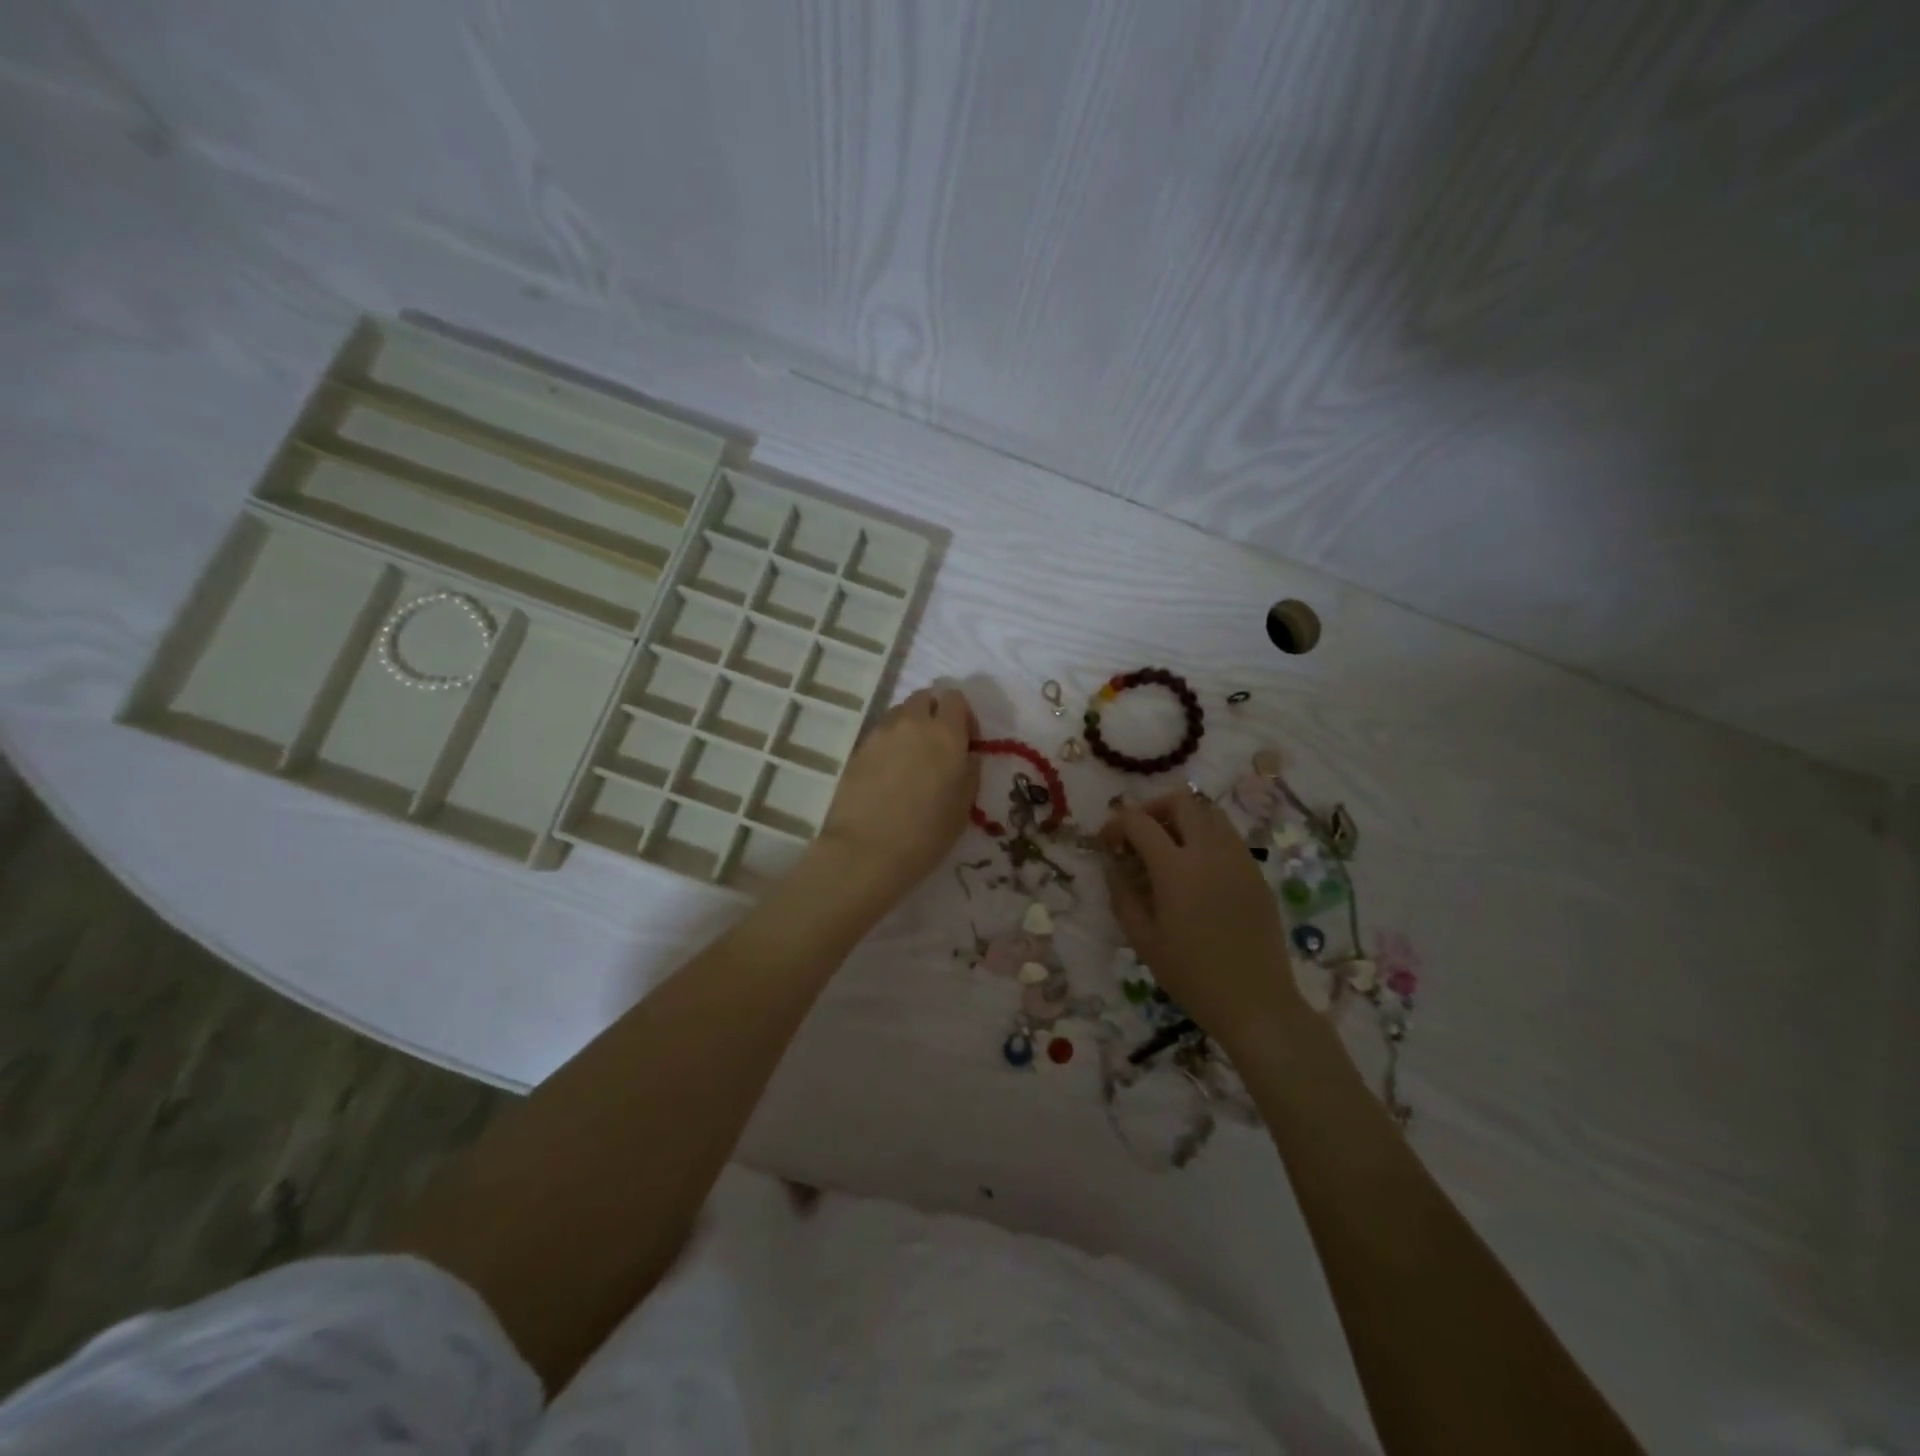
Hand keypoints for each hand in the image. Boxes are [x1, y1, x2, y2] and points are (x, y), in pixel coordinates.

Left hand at [815, 686, 977, 905]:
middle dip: (934, 714)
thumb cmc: (927, 833)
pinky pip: (880, 734)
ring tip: (911, 760)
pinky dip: (889, 744)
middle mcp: (913, 723)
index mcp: (946, 733)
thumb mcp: (964, 805)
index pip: (955, 698)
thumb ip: (969, 769)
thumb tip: (965, 754)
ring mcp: (881, 733)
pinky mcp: (858, 748)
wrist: (867, 850)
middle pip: (925, 697)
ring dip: (910, 726)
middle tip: (937, 747)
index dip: (963, 716)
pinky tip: (889, 774)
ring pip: (900, 713)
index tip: (965, 742)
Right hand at [1101, 791, 1301, 1037]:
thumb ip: (1122, 894)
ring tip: (1168, 847)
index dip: (1116, 824)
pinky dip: (1205, 836)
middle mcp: (1210, 852)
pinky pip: (1228, 836)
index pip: (1140, 822)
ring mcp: (1239, 859)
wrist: (1255, 1002)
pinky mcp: (1256, 873)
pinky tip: (1196, 868)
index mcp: (1176, 869)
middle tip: (1138, 835)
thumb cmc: (1191, 975)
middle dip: (1152, 809)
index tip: (1107, 843)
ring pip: (1209, 812)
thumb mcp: (1143, 939)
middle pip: (1181, 801)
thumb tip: (1112, 864)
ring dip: (1182, 818)